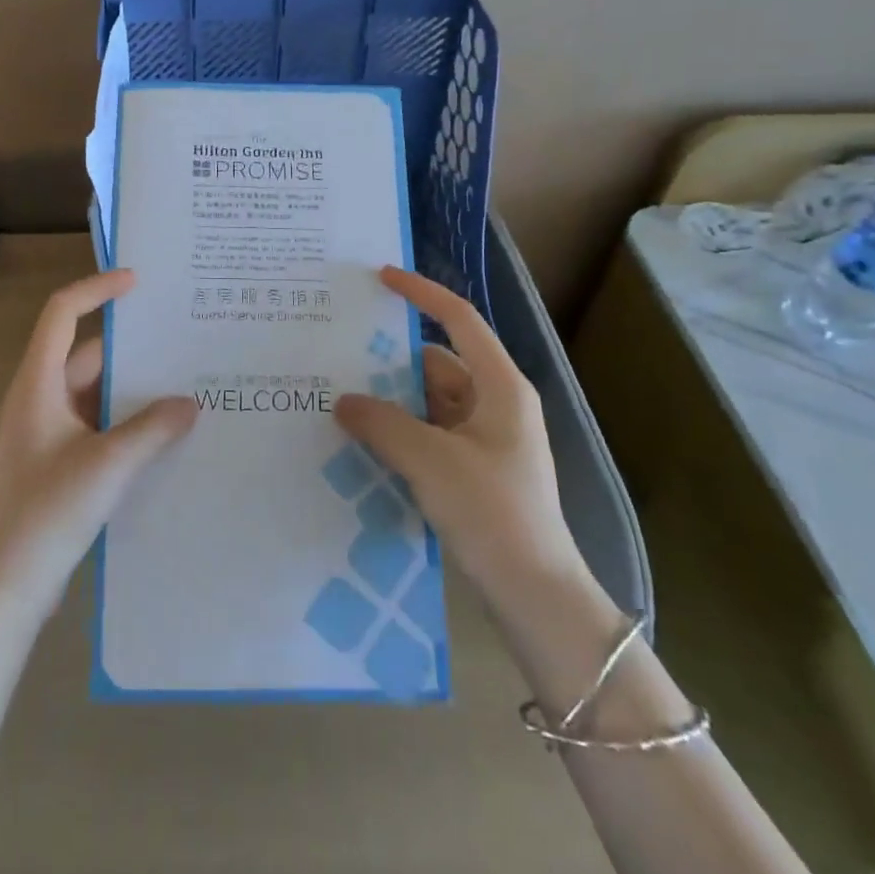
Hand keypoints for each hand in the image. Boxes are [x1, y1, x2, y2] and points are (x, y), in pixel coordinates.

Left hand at [0, 270, 196, 620]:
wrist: (8, 583)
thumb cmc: (49, 511)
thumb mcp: (109, 464)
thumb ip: (153, 428)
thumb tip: (189, 403)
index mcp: (38, 383)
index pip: (63, 313)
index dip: (97, 289)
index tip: (138, 282)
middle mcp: (39, 397)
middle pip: (84, 352)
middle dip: (128, 344)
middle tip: (176, 336)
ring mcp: (46, 430)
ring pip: (93, 390)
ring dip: (130, 386)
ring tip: (180, 380)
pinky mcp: (57, 460)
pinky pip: (95, 421)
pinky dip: (124, 418)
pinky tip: (162, 430)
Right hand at [335, 267, 588, 623]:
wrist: (536, 596)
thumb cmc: (493, 513)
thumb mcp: (430, 461)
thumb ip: (381, 423)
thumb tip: (342, 400)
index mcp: (501, 387)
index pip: (459, 320)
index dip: (421, 293)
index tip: (381, 277)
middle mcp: (495, 404)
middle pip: (436, 362)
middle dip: (390, 359)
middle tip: (339, 353)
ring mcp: (485, 439)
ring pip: (428, 401)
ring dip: (390, 400)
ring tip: (340, 399)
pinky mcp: (473, 469)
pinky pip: (428, 433)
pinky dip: (399, 431)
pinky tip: (363, 442)